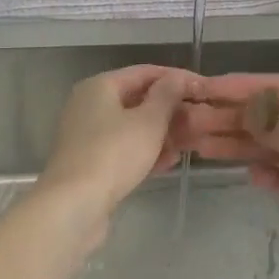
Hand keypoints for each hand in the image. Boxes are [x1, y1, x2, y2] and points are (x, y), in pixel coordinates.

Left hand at [36, 65, 197, 227]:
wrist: (74, 205)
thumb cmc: (114, 154)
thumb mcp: (149, 121)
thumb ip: (167, 96)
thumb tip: (176, 77)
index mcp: (100, 86)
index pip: (145, 72)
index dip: (177, 77)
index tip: (204, 88)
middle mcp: (90, 105)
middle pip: (138, 99)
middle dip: (171, 108)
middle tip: (201, 117)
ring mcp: (88, 136)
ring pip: (133, 126)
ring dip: (162, 132)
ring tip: (191, 141)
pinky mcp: (91, 163)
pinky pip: (124, 149)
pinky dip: (146, 151)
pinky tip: (170, 162)